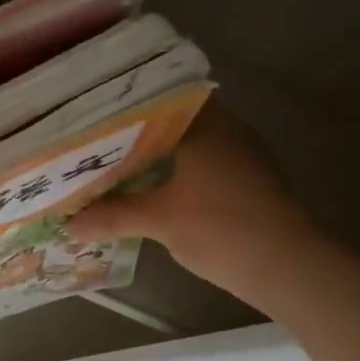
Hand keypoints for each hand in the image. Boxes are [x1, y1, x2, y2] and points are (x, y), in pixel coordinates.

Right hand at [69, 101, 317, 302]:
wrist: (290, 267)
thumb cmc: (222, 228)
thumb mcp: (160, 220)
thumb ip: (113, 215)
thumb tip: (70, 223)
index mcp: (204, 123)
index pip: (161, 93)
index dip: (128, 98)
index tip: (97, 106)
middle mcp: (227, 128)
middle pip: (175, 116)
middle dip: (139, 126)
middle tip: (99, 134)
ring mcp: (243, 153)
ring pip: (192, 139)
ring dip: (160, 148)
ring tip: (119, 157)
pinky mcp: (250, 178)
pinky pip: (206, 159)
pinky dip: (180, 166)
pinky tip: (157, 183)